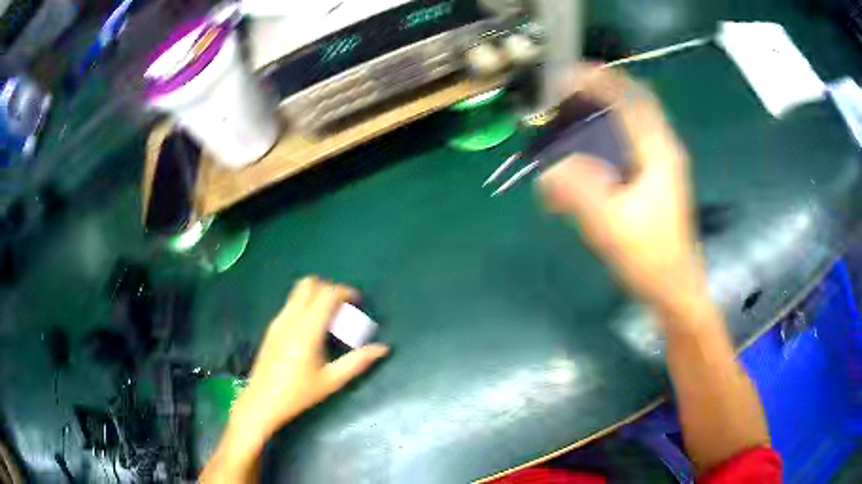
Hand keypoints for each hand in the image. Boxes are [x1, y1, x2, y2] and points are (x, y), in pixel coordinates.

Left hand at [233, 277, 388, 438]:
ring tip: (330, 319)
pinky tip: (312, 330)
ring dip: (316, 296)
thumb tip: (383, 348)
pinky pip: (291, 304)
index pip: (326, 294)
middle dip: (329, 289)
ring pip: (298, 292)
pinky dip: (306, 305)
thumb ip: (357, 362)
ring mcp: (278, 321)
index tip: (358, 302)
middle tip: (343, 308)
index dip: (345, 292)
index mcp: (307, 330)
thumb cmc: (298, 393)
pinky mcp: (272, 327)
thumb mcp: (331, 381)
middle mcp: (290, 318)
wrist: (261, 401)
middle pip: (309, 284)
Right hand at [538, 67, 705, 316]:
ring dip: (596, 122)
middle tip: (562, 99)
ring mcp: (658, 165)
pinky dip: (600, 148)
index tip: (567, 74)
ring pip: (626, 128)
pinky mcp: (651, 182)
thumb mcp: (610, 223)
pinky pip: (623, 151)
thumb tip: (546, 166)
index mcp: (658, 151)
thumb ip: (576, 189)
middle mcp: (661, 149)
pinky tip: (581, 166)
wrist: (673, 288)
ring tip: (566, 128)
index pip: (629, 98)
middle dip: (595, 96)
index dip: (599, 80)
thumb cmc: (649, 256)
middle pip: (629, 106)